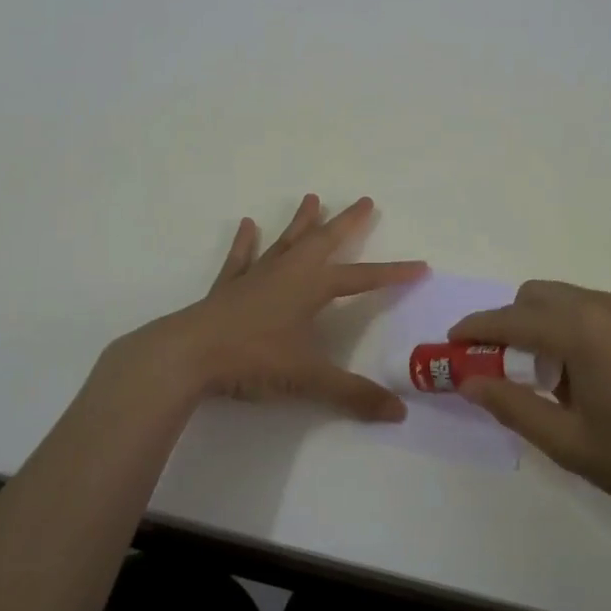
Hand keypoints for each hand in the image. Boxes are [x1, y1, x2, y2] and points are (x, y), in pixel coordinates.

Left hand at [110, 194, 426, 422]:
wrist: (189, 354)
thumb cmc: (254, 359)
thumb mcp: (308, 378)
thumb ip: (353, 394)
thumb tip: (399, 412)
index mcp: (312, 287)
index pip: (363, 278)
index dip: (393, 273)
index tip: (420, 265)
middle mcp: (288, 272)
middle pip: (324, 241)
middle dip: (348, 222)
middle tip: (365, 200)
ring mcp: (257, 275)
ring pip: (285, 241)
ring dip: (301, 221)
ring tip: (312, 197)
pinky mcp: (229, 286)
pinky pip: (241, 258)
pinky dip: (245, 242)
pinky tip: (247, 224)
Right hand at [449, 281, 610, 535]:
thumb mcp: (568, 443)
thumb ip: (512, 406)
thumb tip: (469, 381)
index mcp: (581, 331)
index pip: (510, 319)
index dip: (475, 328)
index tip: (450, 343)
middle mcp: (604, 306)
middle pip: (536, 296)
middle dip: (508, 322)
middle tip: (502, 367)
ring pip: (566, 298)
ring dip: (542, 324)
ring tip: (549, 378)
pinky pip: (595, 308)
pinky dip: (573, 326)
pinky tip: (587, 374)